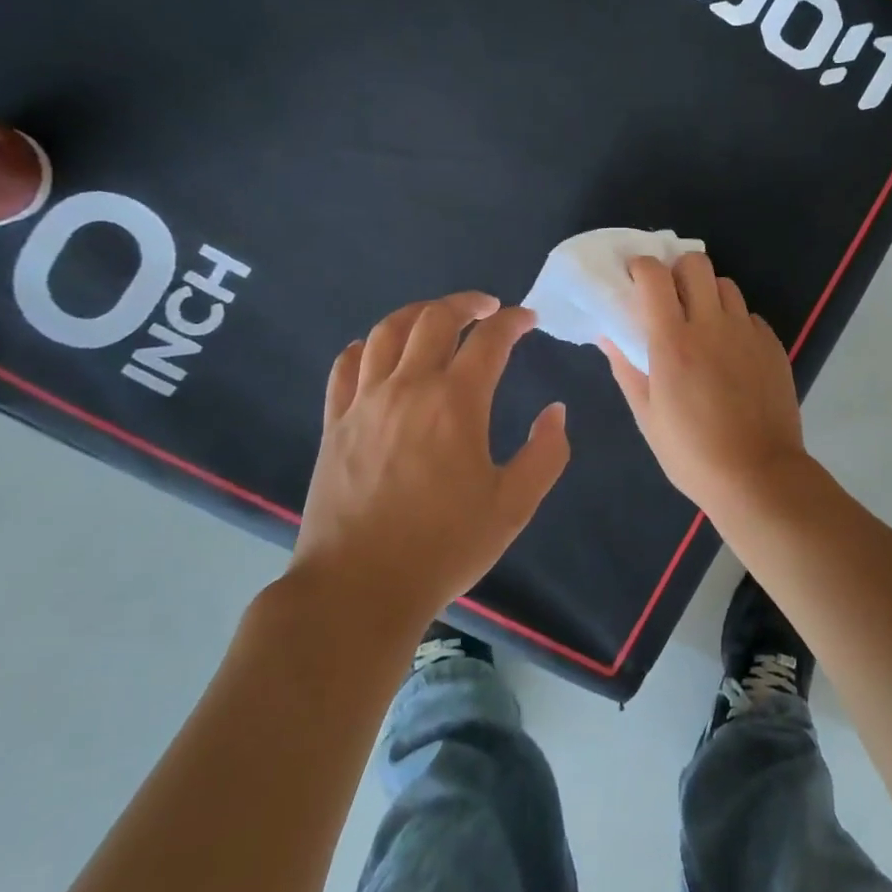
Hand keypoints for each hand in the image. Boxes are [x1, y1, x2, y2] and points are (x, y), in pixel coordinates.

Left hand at [293, 292, 569, 625]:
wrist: (359, 587)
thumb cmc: (444, 546)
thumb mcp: (514, 506)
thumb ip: (545, 453)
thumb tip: (555, 411)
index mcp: (456, 402)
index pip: (490, 339)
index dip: (513, 321)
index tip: (529, 319)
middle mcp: (408, 388)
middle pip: (434, 320)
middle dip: (467, 304)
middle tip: (488, 308)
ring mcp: (365, 403)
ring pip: (387, 332)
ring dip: (417, 313)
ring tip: (437, 317)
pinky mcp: (335, 423)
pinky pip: (346, 367)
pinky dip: (367, 347)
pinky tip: (378, 350)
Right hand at [602, 255, 810, 518]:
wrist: (758, 475)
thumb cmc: (692, 454)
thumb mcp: (647, 416)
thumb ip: (627, 368)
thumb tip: (608, 335)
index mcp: (673, 342)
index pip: (655, 276)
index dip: (641, 267)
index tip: (634, 279)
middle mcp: (712, 325)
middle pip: (696, 264)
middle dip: (677, 271)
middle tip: (669, 298)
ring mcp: (747, 333)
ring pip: (726, 285)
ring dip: (708, 294)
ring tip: (702, 325)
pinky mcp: (773, 345)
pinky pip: (749, 316)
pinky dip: (734, 322)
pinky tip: (730, 353)